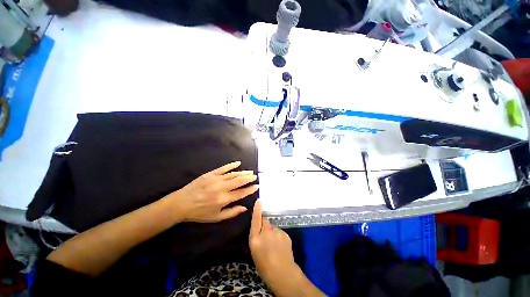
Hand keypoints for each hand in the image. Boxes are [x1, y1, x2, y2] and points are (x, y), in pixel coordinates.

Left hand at [170, 161, 258, 222]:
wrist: (182, 203)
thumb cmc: (199, 213)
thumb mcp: (216, 218)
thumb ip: (232, 213)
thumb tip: (245, 208)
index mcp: (224, 199)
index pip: (242, 192)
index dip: (250, 189)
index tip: (257, 186)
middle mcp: (222, 188)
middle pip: (239, 181)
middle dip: (249, 178)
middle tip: (255, 176)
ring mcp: (216, 179)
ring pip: (233, 174)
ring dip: (243, 172)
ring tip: (250, 172)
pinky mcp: (211, 174)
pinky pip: (223, 168)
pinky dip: (232, 165)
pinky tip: (238, 163)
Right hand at [249, 200, 297, 283]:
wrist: (282, 273)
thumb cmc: (264, 266)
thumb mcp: (254, 251)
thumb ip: (256, 237)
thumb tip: (259, 229)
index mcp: (255, 238)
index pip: (255, 220)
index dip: (257, 210)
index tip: (259, 200)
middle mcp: (266, 232)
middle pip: (265, 221)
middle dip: (264, 225)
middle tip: (265, 235)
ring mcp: (277, 232)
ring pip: (273, 227)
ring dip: (272, 232)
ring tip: (274, 244)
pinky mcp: (285, 234)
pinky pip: (279, 232)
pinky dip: (278, 236)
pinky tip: (280, 246)